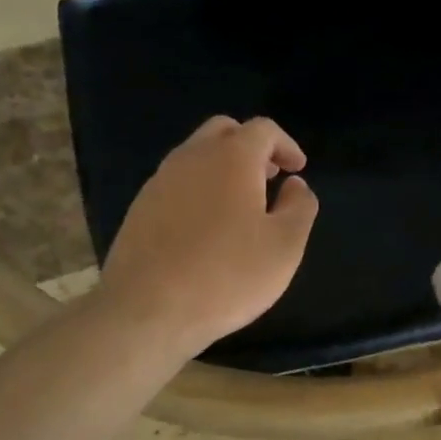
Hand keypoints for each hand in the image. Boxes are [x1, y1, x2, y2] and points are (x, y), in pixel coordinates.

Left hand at [97, 116, 318, 356]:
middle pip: (224, 131)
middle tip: (270, 178)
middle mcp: (192, 158)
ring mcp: (160, 181)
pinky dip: (199, 189)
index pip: (263, 129)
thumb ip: (299, 207)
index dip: (286, 145)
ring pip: (196, 155)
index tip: (298, 170)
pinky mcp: (140, 208)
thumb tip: (295, 184)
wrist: (147, 310)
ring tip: (242, 205)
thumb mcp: (284, 246)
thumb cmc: (227, 275)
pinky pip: (177, 183)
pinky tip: (208, 228)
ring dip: (223, 168)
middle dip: (251, 147)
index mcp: (231, 158)